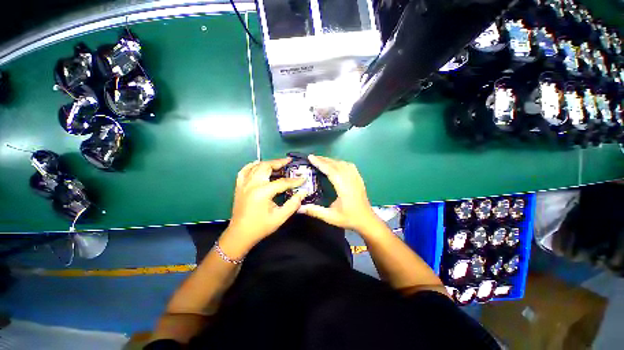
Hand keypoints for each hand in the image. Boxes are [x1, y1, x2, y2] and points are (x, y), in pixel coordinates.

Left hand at [220, 158, 306, 256]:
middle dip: (279, 162)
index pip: (282, 182)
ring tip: (277, 164)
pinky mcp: (239, 186)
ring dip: (268, 163)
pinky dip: (252, 166)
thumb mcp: (280, 217)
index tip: (303, 179)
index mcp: (263, 192)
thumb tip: (302, 193)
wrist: (240, 235)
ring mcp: (244, 184)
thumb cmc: (260, 227)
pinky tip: (258, 165)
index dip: (294, 181)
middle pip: (266, 166)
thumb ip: (293, 204)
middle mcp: (252, 184)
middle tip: (288, 162)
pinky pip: (244, 171)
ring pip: (256, 166)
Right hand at [300, 155, 378, 232]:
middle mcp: (350, 179)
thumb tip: (299, 208)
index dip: (320, 163)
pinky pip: (350, 166)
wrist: (367, 221)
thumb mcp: (330, 217)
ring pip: (343, 164)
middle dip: (324, 159)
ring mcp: (356, 178)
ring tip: (322, 160)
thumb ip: (315, 211)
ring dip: (332, 160)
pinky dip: (341, 162)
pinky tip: (337, 164)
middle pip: (336, 164)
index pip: (330, 170)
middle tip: (313, 157)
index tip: (311, 157)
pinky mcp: (359, 179)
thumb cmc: (349, 219)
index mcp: (343, 187)